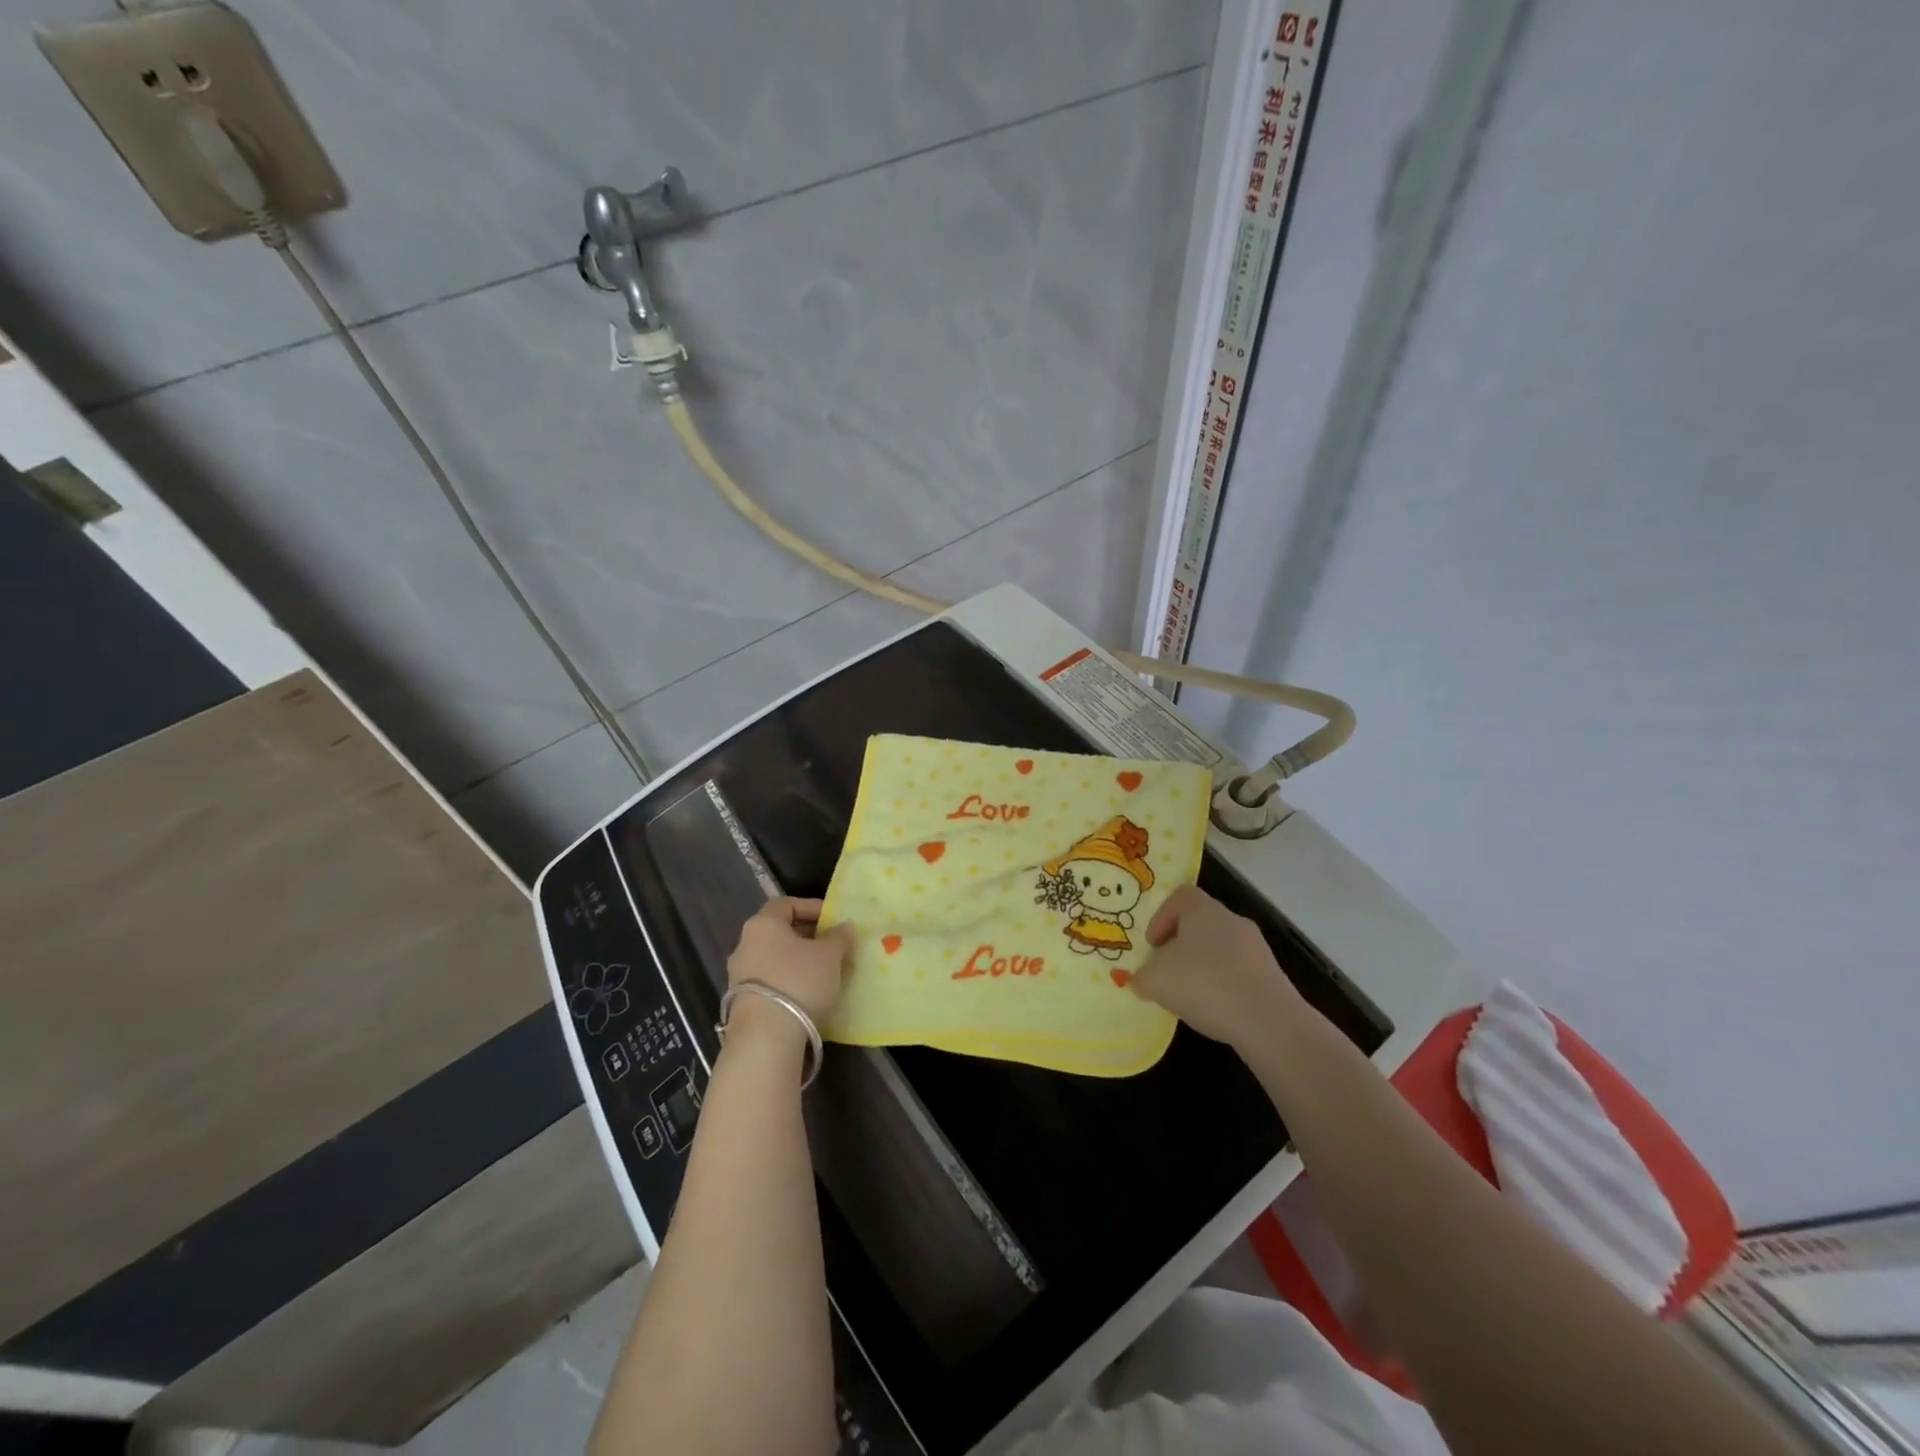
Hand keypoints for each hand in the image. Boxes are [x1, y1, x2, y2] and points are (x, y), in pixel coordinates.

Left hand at [726, 897, 853, 1028]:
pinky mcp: (740, 1002)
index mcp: (763, 924)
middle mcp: (745, 944)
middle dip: (808, 936)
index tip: (833, 919)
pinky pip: (770, 981)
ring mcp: (739, 975)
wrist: (765, 1037)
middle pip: (779, 931)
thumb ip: (839, 937)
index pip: (786, 904)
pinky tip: (809, 993)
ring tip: (825, 972)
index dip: (812, 907)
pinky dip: (789, 980)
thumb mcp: (830, 956)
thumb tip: (844, 927)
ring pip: (775, 958)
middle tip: (833, 945)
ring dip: (799, 961)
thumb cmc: (799, 982)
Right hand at [1129, 885, 1304, 1049]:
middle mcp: (1232, 919)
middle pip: (1200, 923)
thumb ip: (1142, 977)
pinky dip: (1224, 984)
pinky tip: (1216, 1009)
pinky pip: (1238, 971)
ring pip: (1220, 948)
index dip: (1162, 917)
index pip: (1180, 897)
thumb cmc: (1205, 985)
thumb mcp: (1156, 981)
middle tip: (1167, 971)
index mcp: (1203, 910)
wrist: (1269, 1022)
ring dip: (1202, 966)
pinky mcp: (1272, 974)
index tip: (1153, 945)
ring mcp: (1256, 947)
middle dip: (1180, 945)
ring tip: (1191, 995)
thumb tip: (1141, 979)